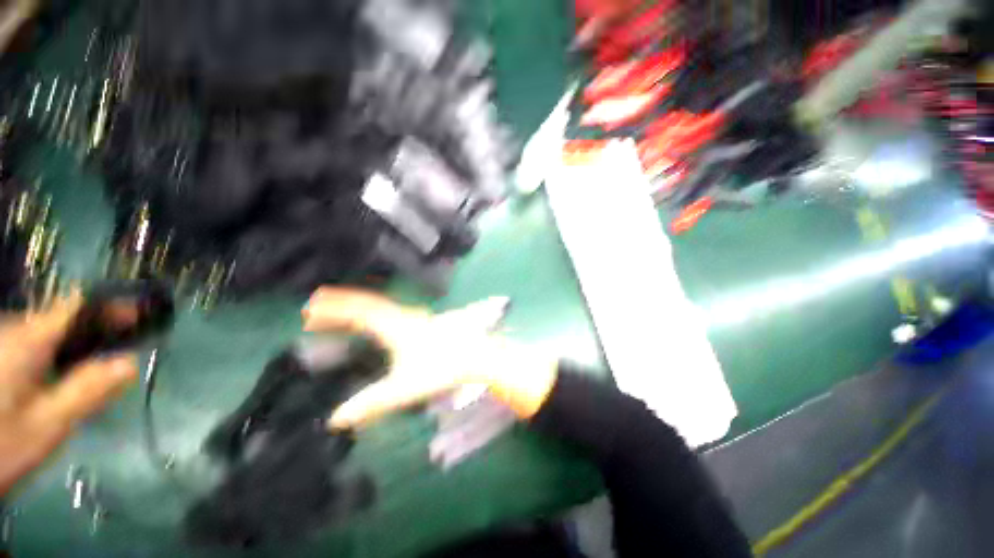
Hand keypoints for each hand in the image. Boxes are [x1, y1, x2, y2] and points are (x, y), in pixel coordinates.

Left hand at [0, 297, 137, 496]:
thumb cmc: (0, 445)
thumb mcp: (47, 426)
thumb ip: (87, 391)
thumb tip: (130, 363)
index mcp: (29, 339)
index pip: (77, 305)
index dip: (112, 306)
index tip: (143, 314)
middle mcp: (12, 329)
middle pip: (61, 321)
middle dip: (91, 335)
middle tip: (116, 360)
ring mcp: (1, 341)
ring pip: (44, 335)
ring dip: (69, 349)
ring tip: (86, 377)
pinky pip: (28, 346)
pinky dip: (49, 359)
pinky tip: (51, 384)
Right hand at [302, 287, 558, 429]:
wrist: (476, 356)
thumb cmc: (441, 369)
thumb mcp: (404, 389)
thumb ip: (371, 403)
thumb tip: (335, 420)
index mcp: (395, 327)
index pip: (358, 313)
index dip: (333, 310)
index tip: (309, 310)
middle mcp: (403, 316)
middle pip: (367, 304)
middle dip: (341, 304)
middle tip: (316, 306)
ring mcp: (416, 316)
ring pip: (381, 305)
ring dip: (358, 306)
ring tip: (338, 311)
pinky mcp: (424, 321)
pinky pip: (392, 310)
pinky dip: (374, 311)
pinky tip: (375, 319)